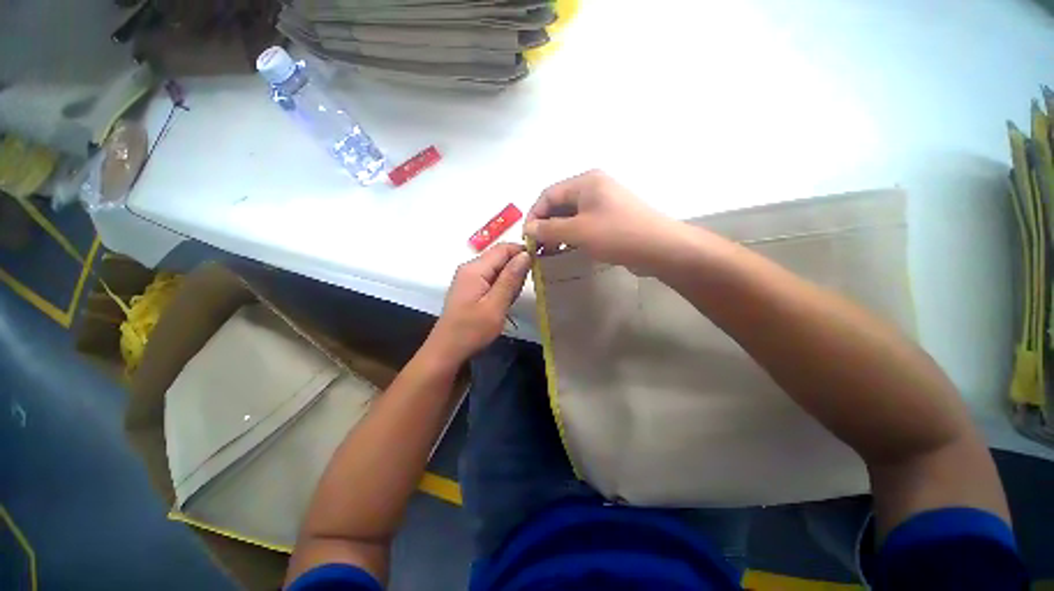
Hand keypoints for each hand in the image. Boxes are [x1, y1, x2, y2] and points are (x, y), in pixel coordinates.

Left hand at [428, 243, 531, 362]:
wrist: (447, 351)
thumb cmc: (472, 330)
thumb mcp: (495, 305)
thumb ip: (511, 279)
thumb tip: (526, 255)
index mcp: (475, 268)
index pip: (504, 248)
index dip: (523, 252)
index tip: (540, 264)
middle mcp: (470, 268)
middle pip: (500, 257)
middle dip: (516, 269)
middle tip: (523, 290)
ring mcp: (469, 278)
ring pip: (497, 269)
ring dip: (510, 280)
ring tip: (511, 300)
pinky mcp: (470, 288)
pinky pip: (491, 279)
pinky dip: (502, 287)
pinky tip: (503, 303)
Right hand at [523, 170, 680, 271]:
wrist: (660, 248)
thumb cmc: (616, 234)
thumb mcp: (578, 231)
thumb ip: (549, 229)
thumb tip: (528, 228)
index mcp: (585, 182)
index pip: (548, 194)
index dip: (534, 215)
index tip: (527, 237)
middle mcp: (594, 187)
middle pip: (559, 204)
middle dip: (545, 225)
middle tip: (537, 247)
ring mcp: (604, 203)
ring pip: (571, 215)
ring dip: (557, 232)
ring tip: (549, 251)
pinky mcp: (611, 218)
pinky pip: (584, 223)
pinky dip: (572, 235)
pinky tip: (567, 249)